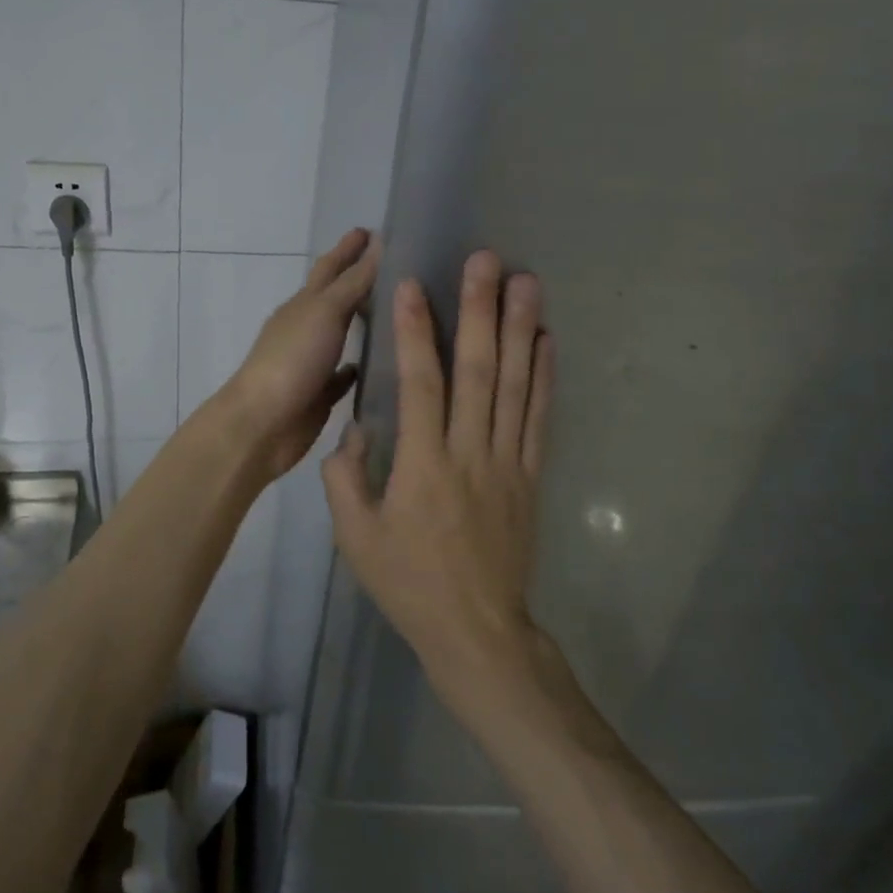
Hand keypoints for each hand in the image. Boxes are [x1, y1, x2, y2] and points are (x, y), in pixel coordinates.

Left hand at [219, 229, 380, 478]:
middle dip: (357, 279)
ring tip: (392, 312)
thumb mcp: (325, 312)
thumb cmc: (292, 359)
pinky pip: (343, 376)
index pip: (330, 267)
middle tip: (389, 268)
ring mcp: (312, 361)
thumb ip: (353, 282)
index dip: (348, 248)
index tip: (370, 230)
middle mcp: (307, 328)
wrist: (263, 423)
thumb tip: (377, 246)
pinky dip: (358, 367)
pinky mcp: (320, 393)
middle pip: (336, 297)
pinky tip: (377, 365)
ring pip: (341, 335)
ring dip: (361, 322)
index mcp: (304, 304)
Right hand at [322, 250, 553, 695]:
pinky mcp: (531, 475)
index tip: (413, 284)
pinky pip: (540, 418)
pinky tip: (547, 340)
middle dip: (480, 310)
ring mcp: (508, 461)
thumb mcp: (355, 539)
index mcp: (423, 465)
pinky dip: (544, 376)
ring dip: (520, 329)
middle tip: (486, 260)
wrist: (477, 633)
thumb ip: (345, 478)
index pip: (420, 384)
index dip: (414, 331)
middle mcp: (470, 452)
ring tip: (526, 281)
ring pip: (515, 385)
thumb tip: (354, 430)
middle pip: (477, 370)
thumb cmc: (409, 584)